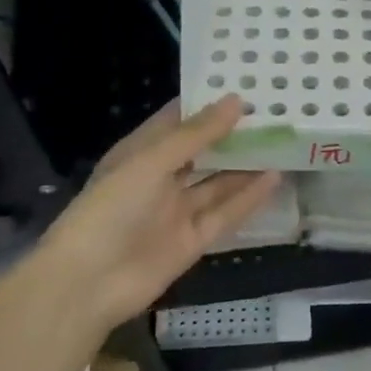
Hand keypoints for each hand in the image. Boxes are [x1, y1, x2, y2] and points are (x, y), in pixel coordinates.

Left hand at [34, 97, 279, 334]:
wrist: (89, 283)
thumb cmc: (111, 209)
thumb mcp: (151, 162)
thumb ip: (196, 134)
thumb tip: (236, 101)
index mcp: (139, 154)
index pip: (177, 121)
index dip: (207, 104)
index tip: (245, 86)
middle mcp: (159, 179)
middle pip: (202, 152)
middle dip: (233, 135)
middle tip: (273, 113)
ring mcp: (177, 211)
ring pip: (218, 183)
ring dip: (246, 165)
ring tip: (282, 143)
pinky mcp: (193, 240)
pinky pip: (225, 214)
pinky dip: (249, 198)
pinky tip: (274, 178)